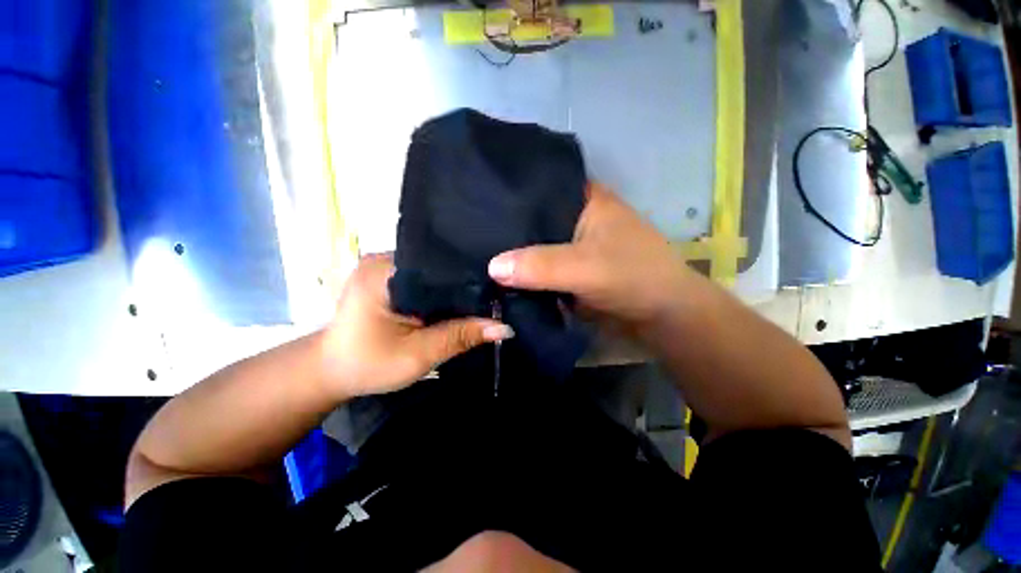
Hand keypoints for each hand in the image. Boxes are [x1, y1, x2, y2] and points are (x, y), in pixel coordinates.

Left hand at [321, 254, 512, 398]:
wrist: (331, 372)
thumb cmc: (368, 365)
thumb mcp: (417, 354)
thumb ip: (460, 337)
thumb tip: (504, 327)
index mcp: (384, 271)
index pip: (440, 266)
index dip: (471, 279)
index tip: (499, 289)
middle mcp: (385, 260)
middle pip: (438, 267)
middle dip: (465, 283)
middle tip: (498, 294)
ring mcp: (386, 267)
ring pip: (434, 274)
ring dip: (455, 289)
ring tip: (485, 296)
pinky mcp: (389, 278)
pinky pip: (425, 280)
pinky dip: (442, 292)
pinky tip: (460, 300)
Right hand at [487, 183, 688, 326]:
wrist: (661, 315)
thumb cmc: (633, 277)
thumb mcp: (585, 267)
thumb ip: (540, 265)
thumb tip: (491, 266)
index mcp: (584, 199)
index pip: (538, 186)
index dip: (508, 192)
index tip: (476, 199)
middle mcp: (575, 216)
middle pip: (532, 217)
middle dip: (505, 227)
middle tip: (469, 231)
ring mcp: (572, 244)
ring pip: (534, 243)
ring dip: (513, 252)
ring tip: (474, 250)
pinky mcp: (569, 268)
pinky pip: (540, 266)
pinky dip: (523, 271)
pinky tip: (498, 274)